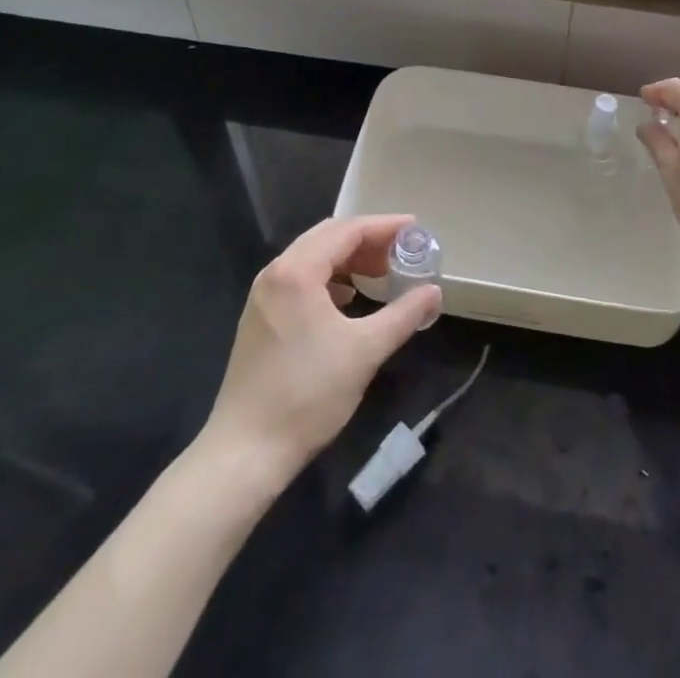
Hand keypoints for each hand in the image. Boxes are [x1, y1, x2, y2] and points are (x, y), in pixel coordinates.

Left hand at [204, 215, 441, 481]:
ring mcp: (263, 295)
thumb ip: (403, 314)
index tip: (415, 229)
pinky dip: (329, 278)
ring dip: (348, 259)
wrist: (245, 452)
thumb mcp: (365, 351)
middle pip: (328, 237)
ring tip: (380, 274)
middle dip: (368, 240)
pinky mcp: (259, 318)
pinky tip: (347, 300)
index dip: (385, 226)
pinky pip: (299, 279)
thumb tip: (434, 292)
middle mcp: (276, 273)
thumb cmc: (308, 394)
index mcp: (298, 271)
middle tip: (401, 252)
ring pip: (312, 257)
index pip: (348, 230)